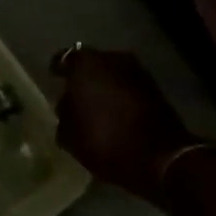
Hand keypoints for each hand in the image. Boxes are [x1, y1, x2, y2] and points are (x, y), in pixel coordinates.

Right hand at [53, 49, 196, 202]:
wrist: (161, 157)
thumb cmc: (105, 140)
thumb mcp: (70, 135)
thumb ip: (64, 115)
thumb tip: (67, 107)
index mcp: (86, 64)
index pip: (64, 58)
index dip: (58, 69)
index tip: (53, 79)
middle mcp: (112, 59)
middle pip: (91, 64)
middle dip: (83, 78)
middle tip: (74, 96)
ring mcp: (138, 72)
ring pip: (112, 74)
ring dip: (104, 87)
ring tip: (95, 107)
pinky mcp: (156, 89)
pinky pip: (128, 87)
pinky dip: (120, 96)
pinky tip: (114, 114)